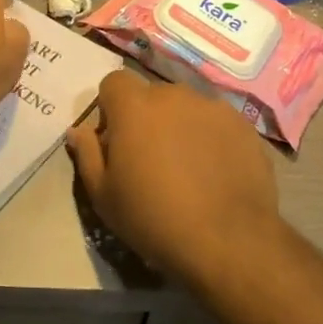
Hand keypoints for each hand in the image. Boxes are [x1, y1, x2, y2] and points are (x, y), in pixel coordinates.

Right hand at [66, 71, 279, 278]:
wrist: (227, 240)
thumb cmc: (153, 218)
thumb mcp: (104, 195)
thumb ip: (87, 154)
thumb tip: (79, 130)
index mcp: (134, 106)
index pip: (114, 83)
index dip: (110, 108)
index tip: (115, 141)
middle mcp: (174, 95)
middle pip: (152, 96)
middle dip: (146, 119)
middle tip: (150, 160)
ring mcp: (213, 107)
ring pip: (186, 108)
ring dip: (180, 127)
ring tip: (188, 169)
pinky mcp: (243, 125)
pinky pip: (216, 123)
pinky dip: (210, 139)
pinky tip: (215, 173)